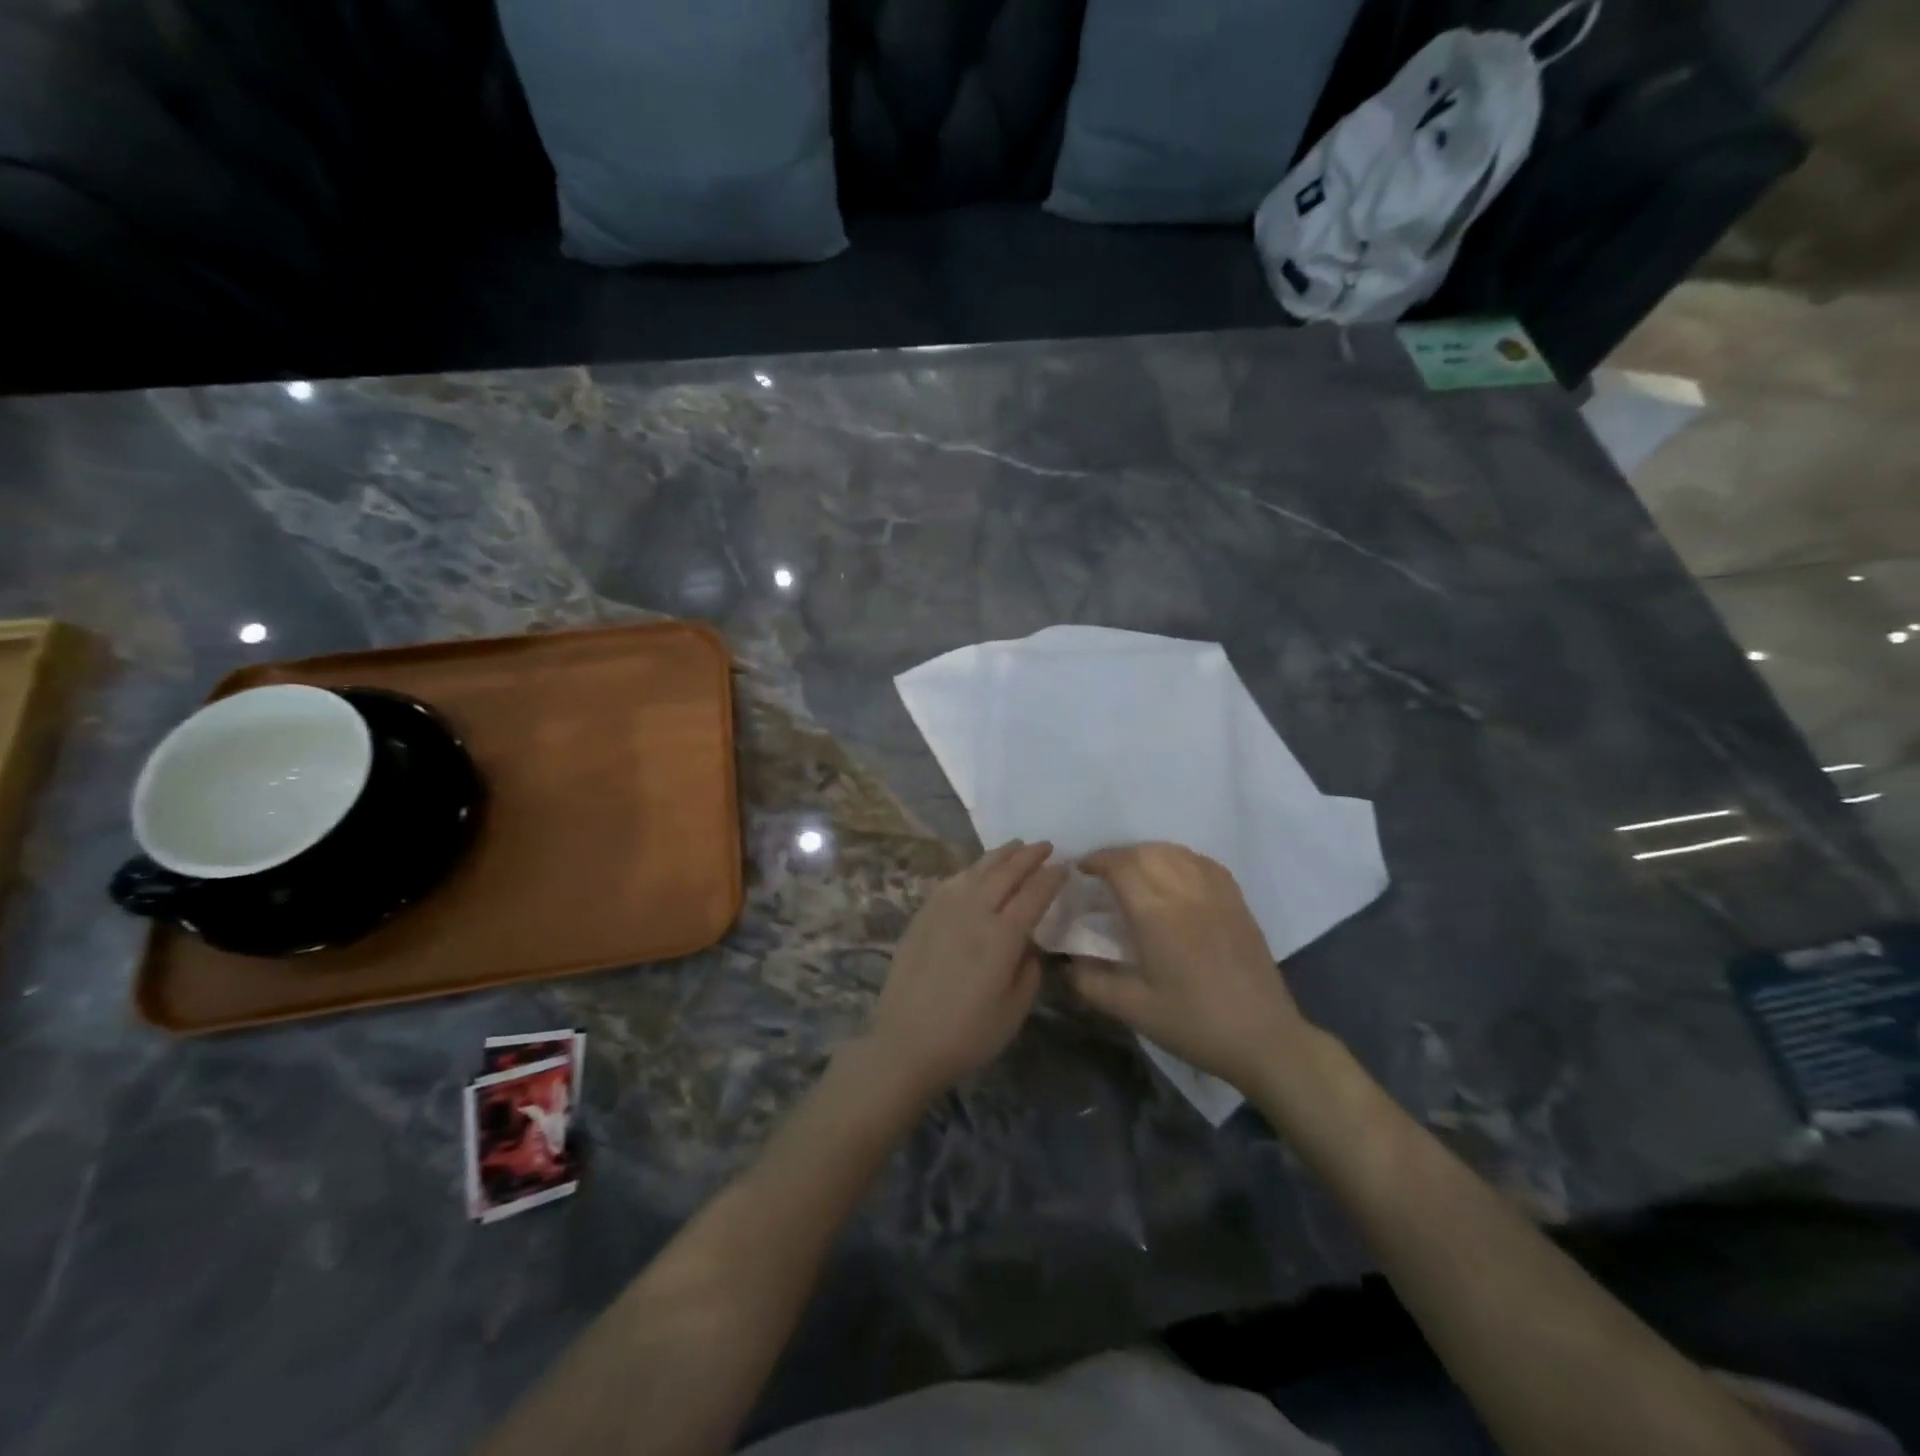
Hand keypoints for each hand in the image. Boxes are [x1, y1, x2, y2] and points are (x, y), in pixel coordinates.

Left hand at [866, 841, 1067, 1098]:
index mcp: (1003, 936)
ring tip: (1015, 845)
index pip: (1034, 894)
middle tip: (1046, 846)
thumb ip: (1029, 970)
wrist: (906, 1043)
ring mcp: (945, 909)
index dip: (1051, 877)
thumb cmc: (968, 1034)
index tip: (1065, 866)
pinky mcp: (923, 915)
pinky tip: (976, 869)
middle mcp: (974, 912)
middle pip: (1006, 873)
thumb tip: (1029, 943)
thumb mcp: (1014, 1011)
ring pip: (977, 870)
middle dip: (1029, 856)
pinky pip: (952, 881)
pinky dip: (970, 869)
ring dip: (1000, 855)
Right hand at [1068, 843, 1312, 1092]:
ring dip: (1147, 853)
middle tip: (1102, 874)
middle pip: (1145, 852)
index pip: (1120, 865)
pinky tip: (1173, 875)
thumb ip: (1090, 981)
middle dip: (1118, 855)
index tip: (1080, 872)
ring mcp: (1216, 893)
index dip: (1096, 861)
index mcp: (1156, 914)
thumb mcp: (1132, 1009)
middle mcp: (1185, 891)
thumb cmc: (1193, 1023)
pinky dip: (1179, 859)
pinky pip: (1202, 862)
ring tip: (1134, 872)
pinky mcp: (1237, 901)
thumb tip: (1066, 961)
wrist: (1263, 1039)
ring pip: (1175, 851)